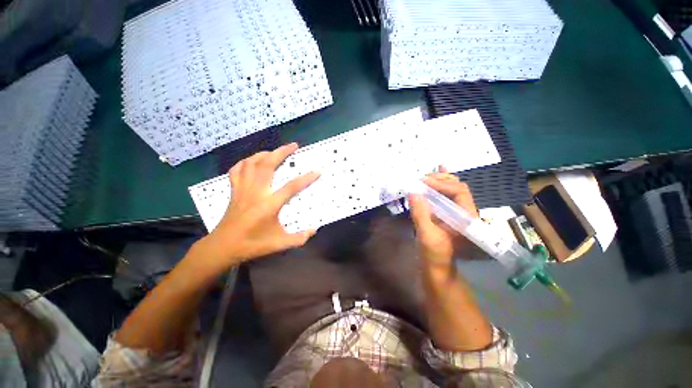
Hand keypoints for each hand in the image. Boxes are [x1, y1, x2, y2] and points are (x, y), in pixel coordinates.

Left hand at [192, 143, 319, 272]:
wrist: (222, 247)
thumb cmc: (252, 245)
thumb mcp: (279, 244)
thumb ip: (299, 238)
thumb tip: (315, 230)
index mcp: (269, 205)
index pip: (291, 187)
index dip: (306, 178)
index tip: (317, 171)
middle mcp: (256, 192)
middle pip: (268, 165)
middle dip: (282, 152)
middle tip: (293, 146)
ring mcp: (243, 190)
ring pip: (251, 163)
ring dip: (264, 153)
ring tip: (275, 151)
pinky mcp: (234, 191)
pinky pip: (237, 170)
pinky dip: (245, 162)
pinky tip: (252, 162)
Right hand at [408, 166, 477, 266]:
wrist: (437, 267)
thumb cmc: (434, 254)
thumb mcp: (426, 235)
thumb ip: (420, 214)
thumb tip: (413, 192)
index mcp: (466, 218)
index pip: (459, 192)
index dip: (442, 184)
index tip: (423, 181)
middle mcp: (465, 212)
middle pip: (458, 187)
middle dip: (441, 179)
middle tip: (423, 178)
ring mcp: (457, 212)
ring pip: (453, 189)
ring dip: (440, 180)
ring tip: (425, 177)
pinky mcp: (449, 213)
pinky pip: (446, 195)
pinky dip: (440, 185)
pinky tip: (436, 174)